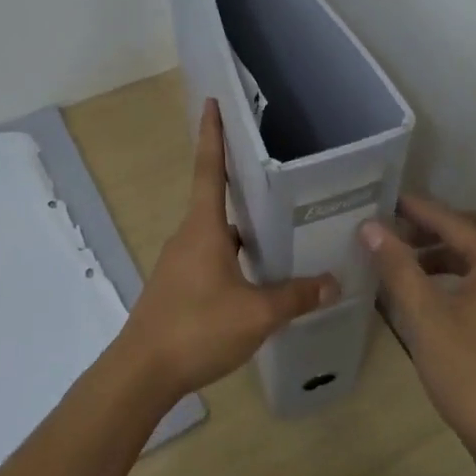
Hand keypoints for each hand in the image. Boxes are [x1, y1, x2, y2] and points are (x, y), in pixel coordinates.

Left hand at [119, 99, 338, 400]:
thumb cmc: (197, 328)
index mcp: (204, 229)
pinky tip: (258, 276)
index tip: (212, 102)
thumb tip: (334, 283)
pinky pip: (211, 258)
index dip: (212, 134)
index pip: (208, 169)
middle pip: (216, 200)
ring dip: (242, 228)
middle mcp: (188, 237)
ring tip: (279, 228)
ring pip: (216, 234)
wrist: (142, 373)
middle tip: (277, 172)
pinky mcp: (177, 287)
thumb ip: (296, 296)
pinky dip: (234, 256)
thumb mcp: (256, 314)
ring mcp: (179, 263)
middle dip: (241, 183)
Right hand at [360, 194, 475, 454]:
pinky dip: (461, 271)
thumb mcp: (426, 317)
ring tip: (409, 261)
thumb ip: (398, 267)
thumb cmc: (468, 372)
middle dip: (440, 225)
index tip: (386, 200)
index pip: (453, 221)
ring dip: (449, 249)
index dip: (417, 210)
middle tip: (402, 232)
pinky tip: (433, 291)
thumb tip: (371, 227)